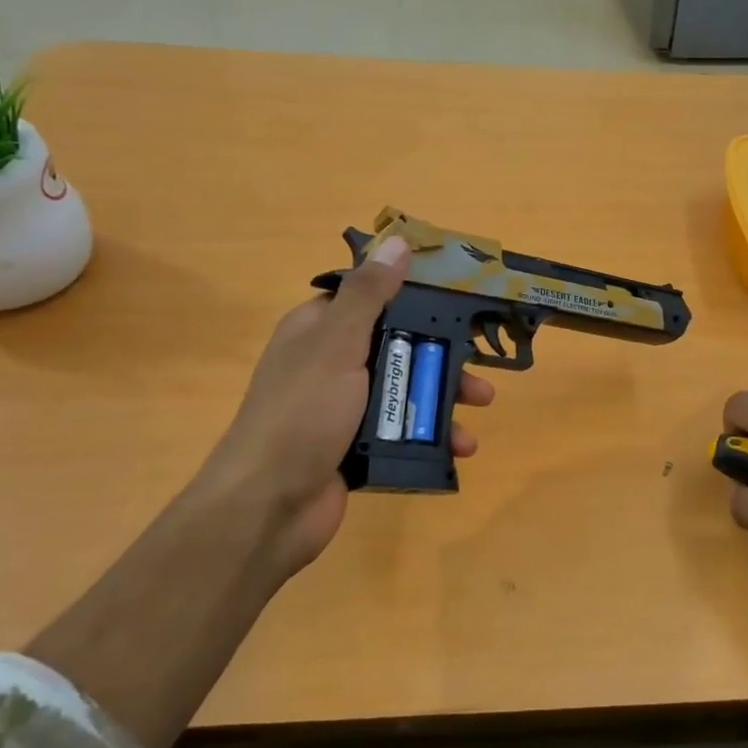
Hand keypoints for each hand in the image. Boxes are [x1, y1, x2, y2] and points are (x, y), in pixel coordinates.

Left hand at [199, 236, 495, 572]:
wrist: (268, 506)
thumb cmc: (303, 414)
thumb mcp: (337, 344)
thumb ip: (370, 295)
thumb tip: (397, 241)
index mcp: (319, 330)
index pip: (370, 299)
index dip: (413, 296)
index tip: (457, 301)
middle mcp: (331, 364)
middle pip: (399, 347)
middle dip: (442, 357)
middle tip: (479, 368)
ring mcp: (344, 409)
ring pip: (405, 391)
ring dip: (444, 399)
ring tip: (479, 410)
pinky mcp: (357, 448)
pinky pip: (403, 431)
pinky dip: (432, 436)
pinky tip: (461, 447)